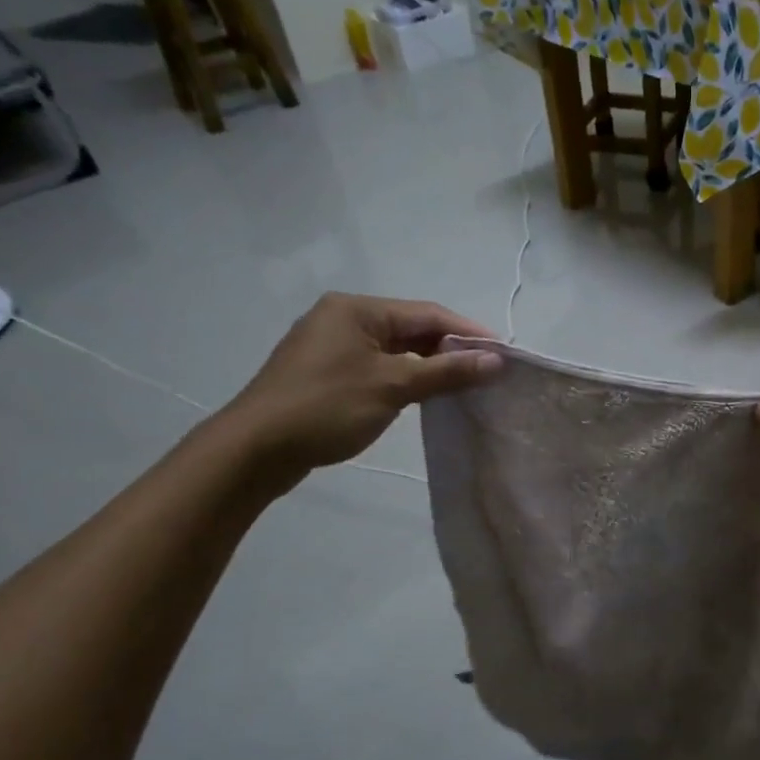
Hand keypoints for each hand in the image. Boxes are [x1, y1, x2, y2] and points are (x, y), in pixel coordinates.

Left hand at [220, 294, 500, 485]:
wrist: (255, 450)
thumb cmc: (327, 408)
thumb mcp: (392, 386)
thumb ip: (446, 371)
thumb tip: (496, 360)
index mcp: (356, 309)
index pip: (426, 313)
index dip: (468, 332)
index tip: (503, 353)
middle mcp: (343, 318)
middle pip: (411, 329)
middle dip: (449, 349)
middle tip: (487, 372)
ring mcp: (332, 346)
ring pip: (395, 350)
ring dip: (429, 365)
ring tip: (464, 385)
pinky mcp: (326, 373)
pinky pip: (378, 366)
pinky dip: (405, 377)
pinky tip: (424, 395)